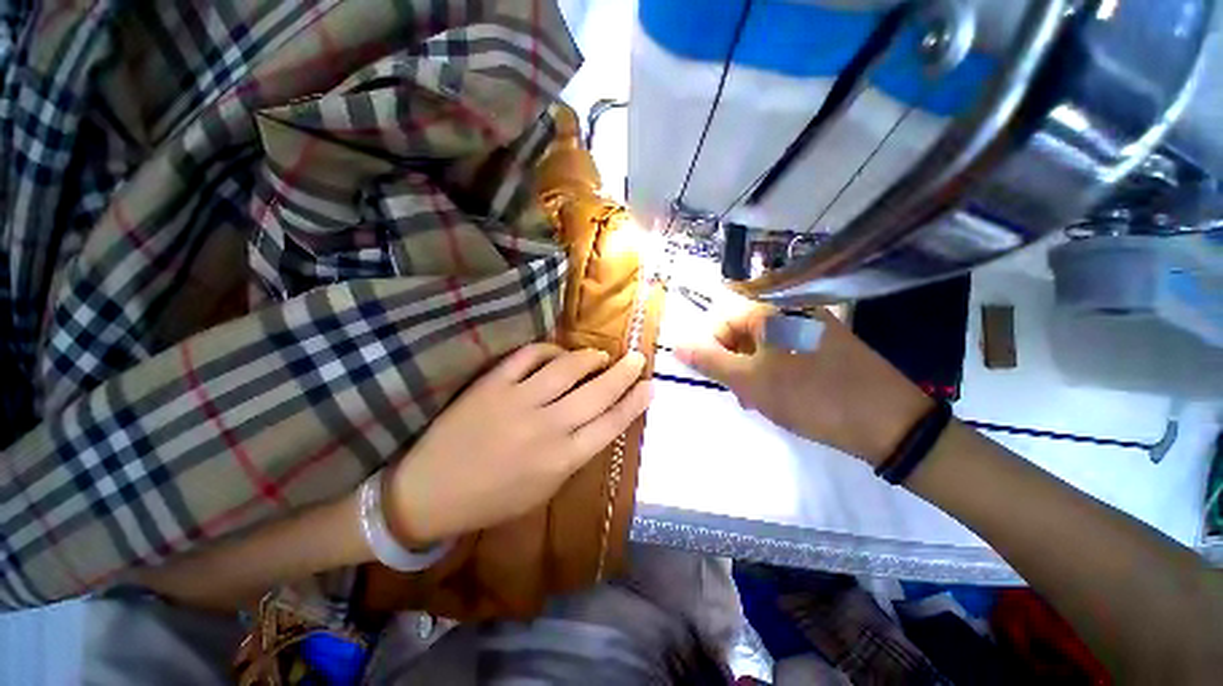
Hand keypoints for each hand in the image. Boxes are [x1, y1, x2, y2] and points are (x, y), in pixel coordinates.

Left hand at [386, 344, 650, 544]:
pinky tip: (558, 353)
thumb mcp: (545, 489)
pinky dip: (549, 349)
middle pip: (597, 393)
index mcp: (562, 460)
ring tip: (601, 355)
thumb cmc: (493, 499)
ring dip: (590, 357)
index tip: (650, 386)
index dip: (634, 402)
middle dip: (623, 373)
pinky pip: (528, 356)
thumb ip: (575, 453)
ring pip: (567, 368)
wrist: (430, 494)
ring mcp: (518, 402)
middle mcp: (547, 428)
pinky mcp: (492, 385)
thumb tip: (597, 420)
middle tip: (637, 358)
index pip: (611, 424)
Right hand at [675, 306, 930, 465]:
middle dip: (736, 365)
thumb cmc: (810, 397)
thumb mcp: (749, 381)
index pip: (720, 324)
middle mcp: (789, 310)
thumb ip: (709, 360)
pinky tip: (786, 394)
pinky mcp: (826, 343)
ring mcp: (811, 325)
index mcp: (769, 311)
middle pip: (741, 334)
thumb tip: (675, 343)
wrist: (890, 422)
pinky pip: (786, 352)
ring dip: (754, 372)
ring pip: (763, 346)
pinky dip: (776, 372)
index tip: (725, 382)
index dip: (715, 354)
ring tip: (765, 400)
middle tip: (746, 396)